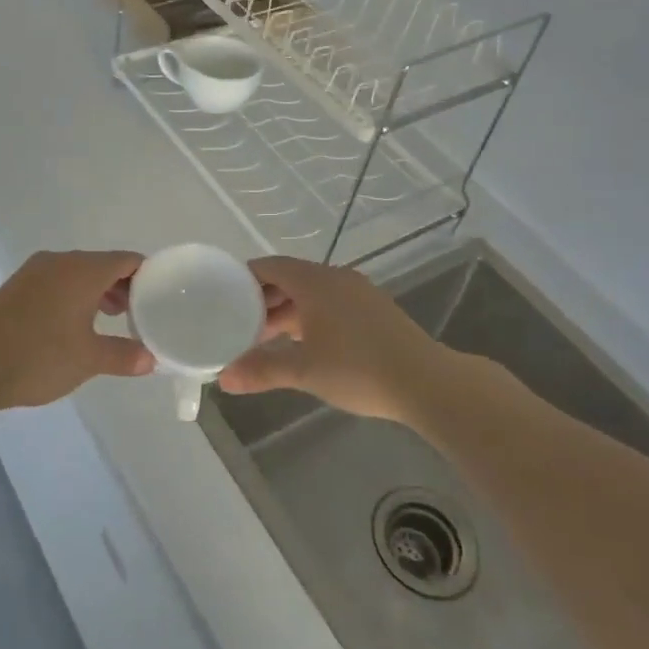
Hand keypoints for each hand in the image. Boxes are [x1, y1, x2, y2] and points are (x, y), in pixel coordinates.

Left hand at [0, 250, 154, 410]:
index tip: (161, 296)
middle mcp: (60, 261)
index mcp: (83, 270)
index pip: (127, 260)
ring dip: (97, 291)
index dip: (148, 275)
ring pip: (77, 272)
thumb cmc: (39, 357)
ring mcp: (34, 272)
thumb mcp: (89, 359)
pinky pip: (56, 281)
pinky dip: (73, 295)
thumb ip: (124, 356)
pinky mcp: (16, 287)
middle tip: (137, 313)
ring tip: (109, 319)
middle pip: (102, 264)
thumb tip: (150, 359)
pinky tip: (73, 324)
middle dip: (123, 286)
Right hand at [217, 256, 443, 421]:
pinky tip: (303, 344)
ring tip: (265, 338)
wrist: (426, 382)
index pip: (270, 266)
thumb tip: (223, 379)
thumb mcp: (304, 370)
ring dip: (287, 311)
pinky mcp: (374, 310)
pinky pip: (330, 303)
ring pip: (311, 293)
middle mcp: (336, 278)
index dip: (244, 277)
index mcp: (315, 282)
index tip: (222, 294)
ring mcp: (358, 292)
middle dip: (263, 299)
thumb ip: (262, 370)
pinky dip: (310, 316)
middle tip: (238, 322)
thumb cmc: (359, 369)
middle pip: (290, 278)